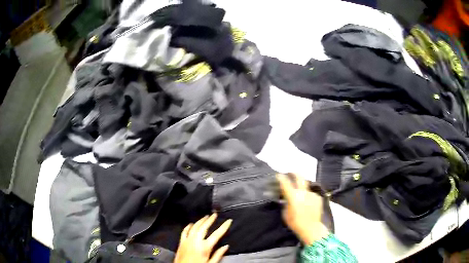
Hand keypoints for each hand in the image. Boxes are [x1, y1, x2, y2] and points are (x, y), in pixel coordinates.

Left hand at [174, 214, 231, 262]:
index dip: (224, 226)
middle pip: (204, 227)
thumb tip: (226, 246)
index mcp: (205, 247)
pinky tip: (191, 224)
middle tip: (215, 214)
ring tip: (205, 217)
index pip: (217, 234)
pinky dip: (188, 226)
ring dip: (200, 221)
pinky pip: (184, 231)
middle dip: (210, 219)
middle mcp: (196, 241)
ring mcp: (187, 240)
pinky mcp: (181, 242)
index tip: (228, 221)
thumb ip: (218, 254)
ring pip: (194, 227)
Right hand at [277, 173, 328, 244]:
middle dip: (294, 174)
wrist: (311, 228)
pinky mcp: (318, 197)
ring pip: (306, 188)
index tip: (278, 175)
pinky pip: (311, 194)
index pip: (285, 183)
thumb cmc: (295, 223)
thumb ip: (285, 203)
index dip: (281, 178)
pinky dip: (308, 197)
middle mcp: (303, 193)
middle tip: (291, 174)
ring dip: (302, 190)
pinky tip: (308, 204)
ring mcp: (312, 194)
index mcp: (293, 197)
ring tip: (301, 198)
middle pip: (300, 177)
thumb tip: (285, 198)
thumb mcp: (285, 214)